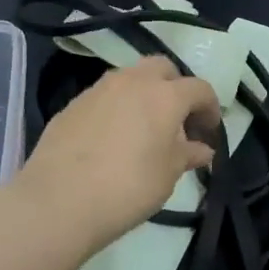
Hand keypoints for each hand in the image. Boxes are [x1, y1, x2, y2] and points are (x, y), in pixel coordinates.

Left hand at [17, 55, 221, 252]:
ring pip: (130, 78)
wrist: (58, 200)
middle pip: (162, 69)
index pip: (199, 88)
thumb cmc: (128, 187)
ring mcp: (98, 89)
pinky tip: (113, 139)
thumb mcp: (168, 175)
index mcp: (164, 94)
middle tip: (178, 121)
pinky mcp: (72, 104)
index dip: (210, 108)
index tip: (209, 133)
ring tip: (144, 129)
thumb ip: (188, 155)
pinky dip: (117, 108)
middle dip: (176, 88)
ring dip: (144, 95)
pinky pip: (104, 96)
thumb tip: (202, 149)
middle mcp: (132, 81)